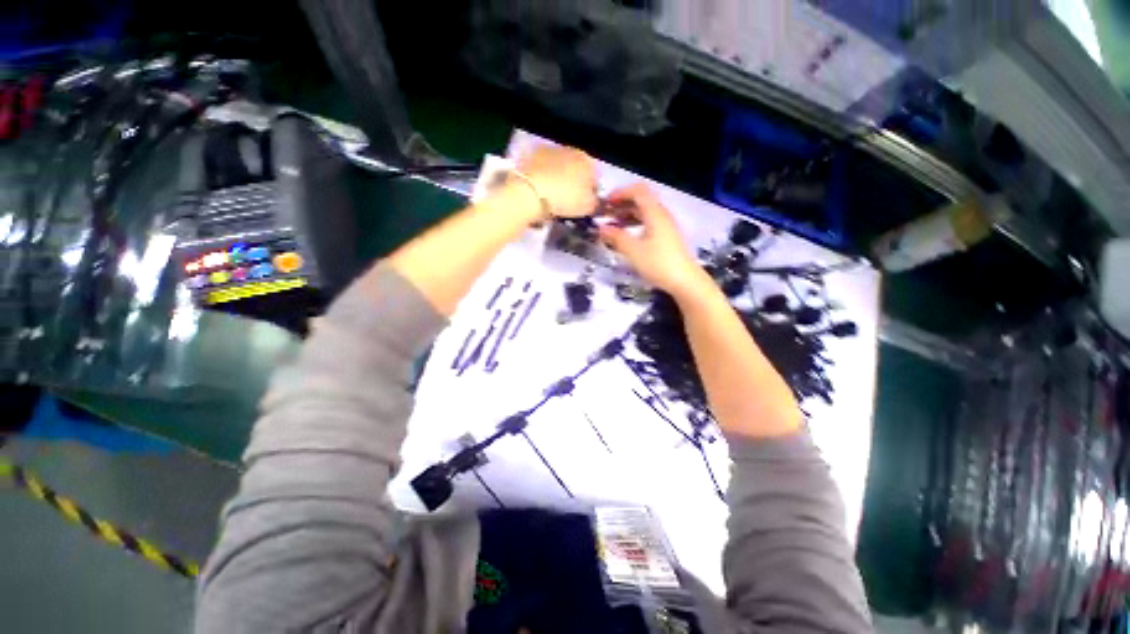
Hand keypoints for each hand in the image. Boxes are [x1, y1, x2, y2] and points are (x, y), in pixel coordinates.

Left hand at [513, 145, 597, 217]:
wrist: (531, 192)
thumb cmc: (564, 198)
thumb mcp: (587, 207)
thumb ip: (595, 202)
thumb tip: (594, 200)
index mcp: (588, 161)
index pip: (595, 177)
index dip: (591, 192)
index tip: (585, 204)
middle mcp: (571, 150)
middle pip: (576, 169)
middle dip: (574, 182)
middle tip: (568, 201)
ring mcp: (550, 150)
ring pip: (559, 167)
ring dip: (558, 178)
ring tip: (552, 197)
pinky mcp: (532, 155)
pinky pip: (543, 168)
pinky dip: (543, 176)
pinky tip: (540, 190)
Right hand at [598, 183, 710, 298]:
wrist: (685, 281)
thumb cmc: (659, 264)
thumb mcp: (633, 251)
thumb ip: (616, 237)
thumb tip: (601, 228)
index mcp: (655, 213)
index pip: (638, 191)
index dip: (620, 193)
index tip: (606, 203)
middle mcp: (661, 215)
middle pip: (641, 201)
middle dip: (621, 205)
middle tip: (605, 215)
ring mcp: (666, 226)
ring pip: (644, 213)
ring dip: (627, 216)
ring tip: (612, 226)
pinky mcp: (667, 238)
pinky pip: (648, 223)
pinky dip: (635, 225)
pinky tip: (626, 237)